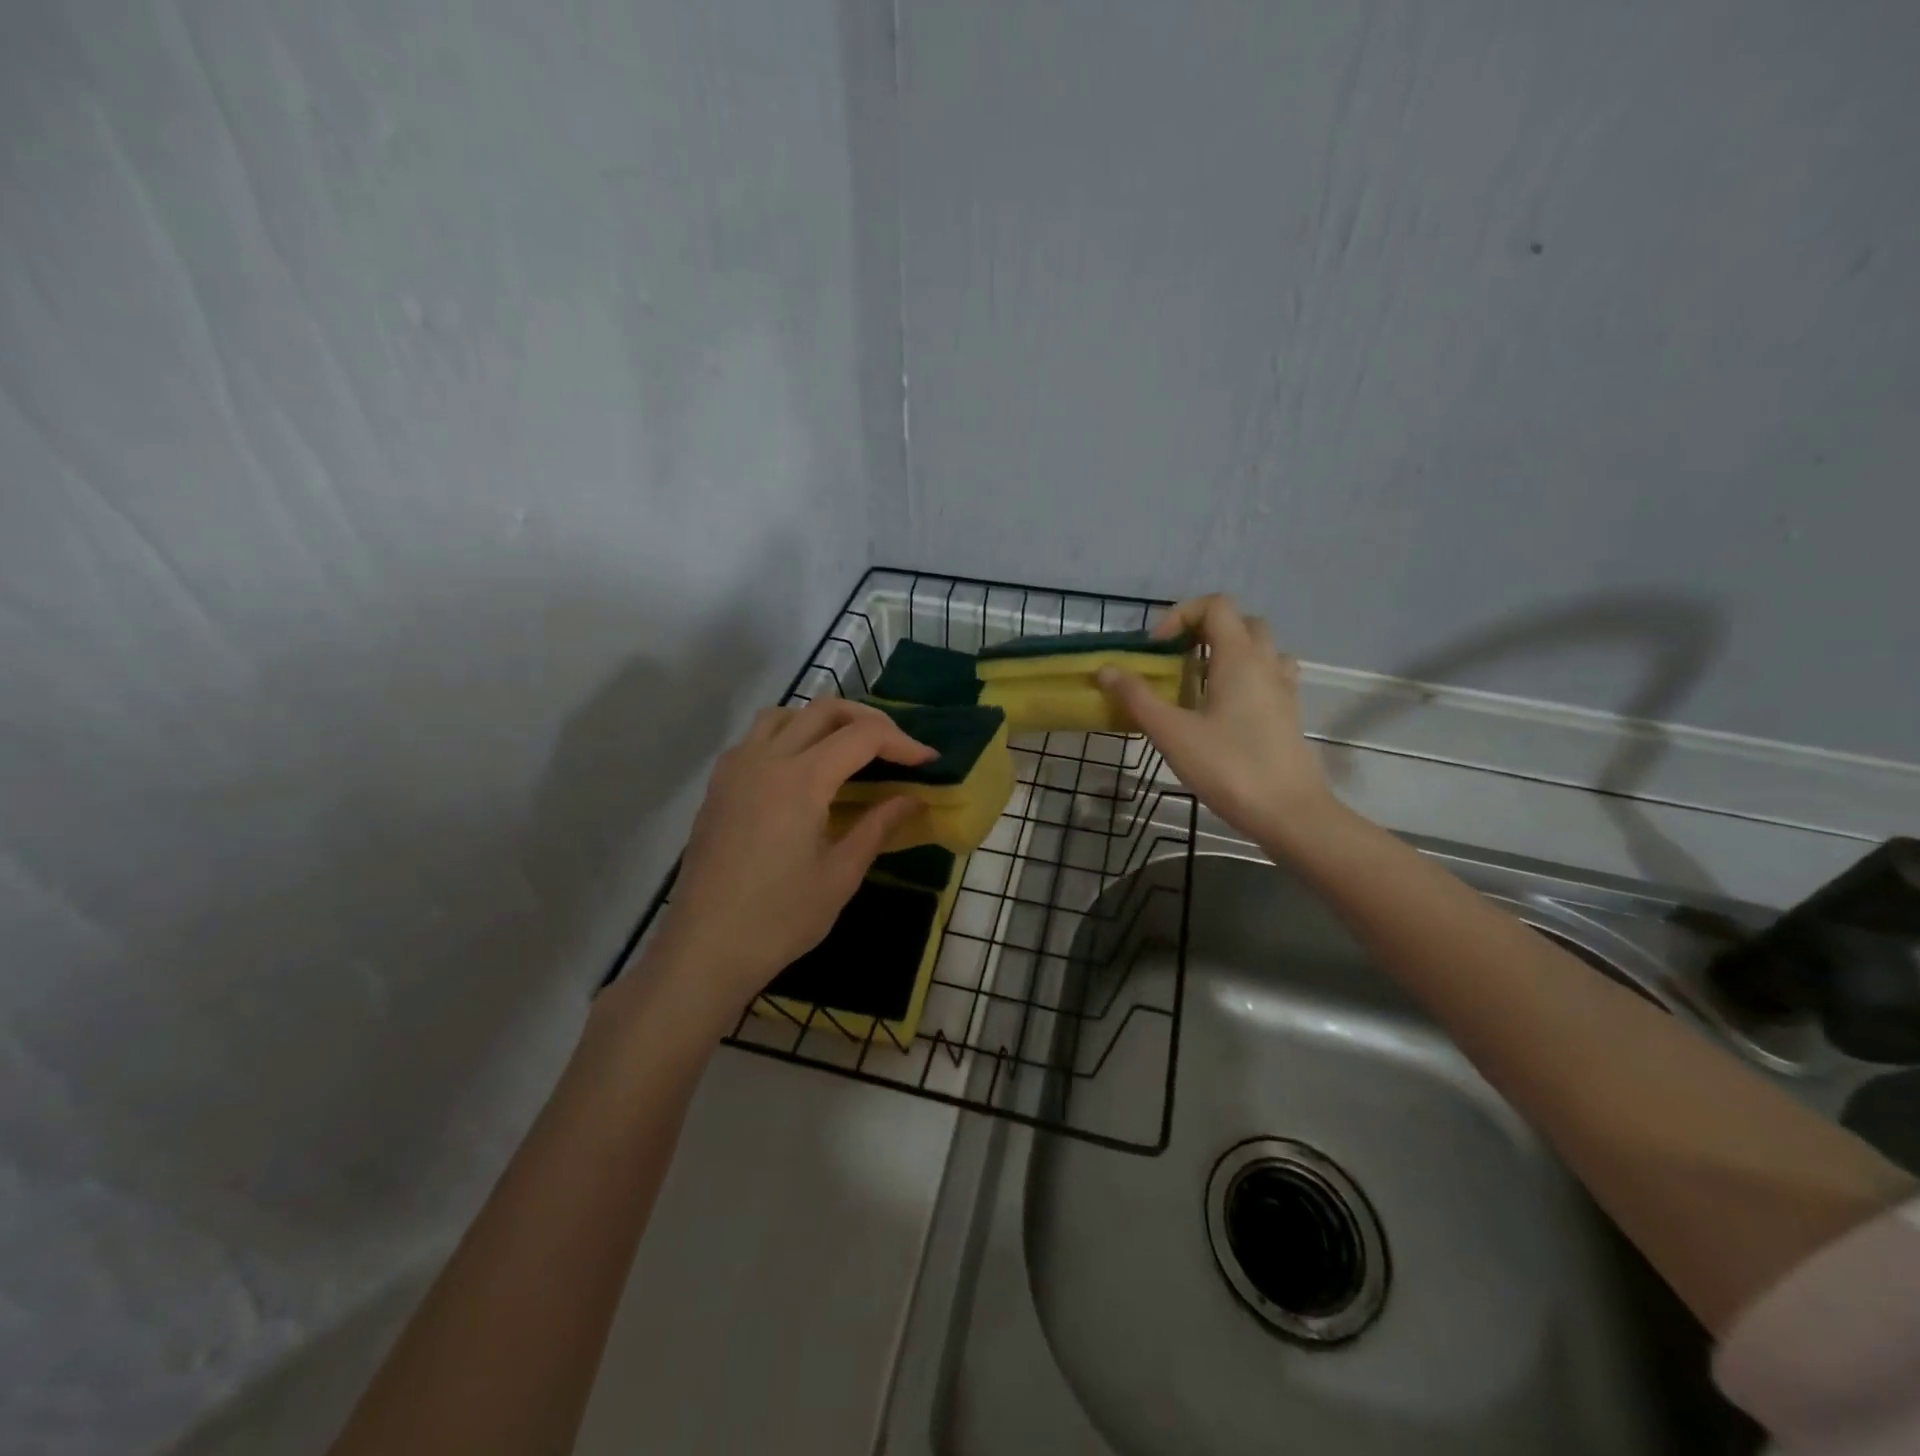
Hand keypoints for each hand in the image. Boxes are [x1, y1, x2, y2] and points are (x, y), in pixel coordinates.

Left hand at [644, 698, 933, 1025]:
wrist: (705, 949)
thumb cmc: (779, 918)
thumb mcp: (840, 875)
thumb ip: (878, 826)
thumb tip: (912, 799)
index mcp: (800, 780)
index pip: (862, 737)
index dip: (902, 742)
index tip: (928, 760)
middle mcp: (765, 759)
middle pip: (825, 710)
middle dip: (869, 720)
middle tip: (896, 748)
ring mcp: (736, 768)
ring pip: (786, 714)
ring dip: (824, 720)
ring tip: (850, 749)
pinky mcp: (719, 785)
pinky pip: (757, 737)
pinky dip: (790, 735)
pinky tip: (804, 770)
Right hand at [1098, 594, 1337, 842]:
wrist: (1290, 813)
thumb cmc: (1229, 768)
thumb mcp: (1172, 733)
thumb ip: (1138, 698)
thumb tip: (1107, 670)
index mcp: (1239, 657)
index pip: (1216, 605)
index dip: (1182, 615)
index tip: (1158, 649)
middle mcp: (1267, 663)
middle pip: (1240, 621)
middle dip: (1205, 630)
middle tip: (1177, 660)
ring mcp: (1284, 688)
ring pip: (1260, 648)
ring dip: (1229, 652)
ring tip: (1200, 681)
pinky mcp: (1289, 713)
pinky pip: (1269, 676)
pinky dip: (1246, 676)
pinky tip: (1225, 707)